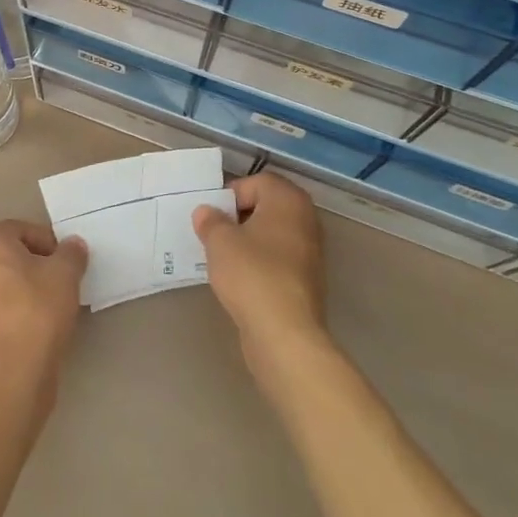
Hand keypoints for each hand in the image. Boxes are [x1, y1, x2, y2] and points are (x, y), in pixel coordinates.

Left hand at [0, 220, 87, 403]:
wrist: (14, 373)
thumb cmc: (37, 309)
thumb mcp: (65, 273)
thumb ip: (71, 253)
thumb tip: (73, 246)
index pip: (24, 229)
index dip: (50, 243)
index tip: (67, 263)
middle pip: (13, 253)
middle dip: (39, 263)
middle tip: (62, 280)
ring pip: (7, 279)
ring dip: (30, 285)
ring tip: (55, 303)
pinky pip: (2, 304)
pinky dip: (20, 306)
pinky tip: (41, 322)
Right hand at [194, 171, 326, 361]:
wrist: (285, 334)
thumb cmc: (252, 274)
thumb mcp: (219, 241)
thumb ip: (210, 221)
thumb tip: (207, 212)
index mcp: (288, 200)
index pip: (256, 182)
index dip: (230, 195)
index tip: (212, 217)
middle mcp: (305, 219)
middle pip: (265, 206)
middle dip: (238, 217)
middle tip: (215, 234)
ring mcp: (310, 252)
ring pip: (271, 234)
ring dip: (248, 241)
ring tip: (223, 258)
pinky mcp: (307, 281)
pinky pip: (277, 259)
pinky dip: (259, 263)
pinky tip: (240, 279)